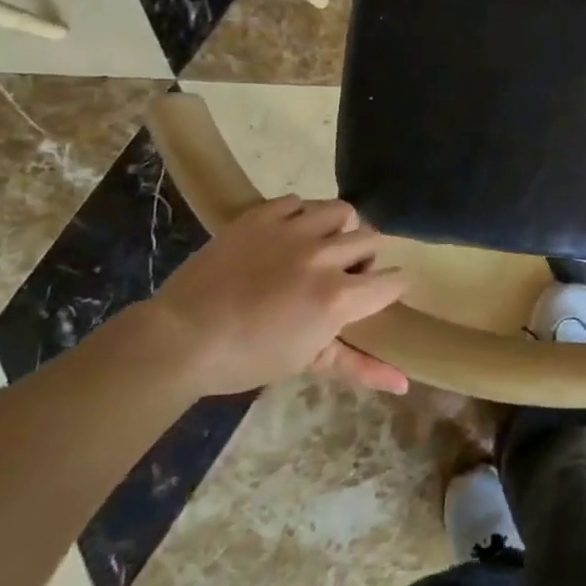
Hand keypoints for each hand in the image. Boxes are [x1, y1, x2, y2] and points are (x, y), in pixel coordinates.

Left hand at [143, 196, 408, 396]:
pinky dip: (300, 215)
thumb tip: (406, 383)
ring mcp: (292, 230)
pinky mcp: (262, 215)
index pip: (393, 280)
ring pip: (342, 211)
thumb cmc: (247, 358)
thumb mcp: (308, 362)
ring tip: (322, 245)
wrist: (180, 338)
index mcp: (339, 297)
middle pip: (373, 239)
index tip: (381, 293)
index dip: (391, 287)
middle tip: (345, 274)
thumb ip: (360, 366)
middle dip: (367, 257)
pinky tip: (287, 236)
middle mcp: (324, 256)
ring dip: (340, 228)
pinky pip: (298, 201)